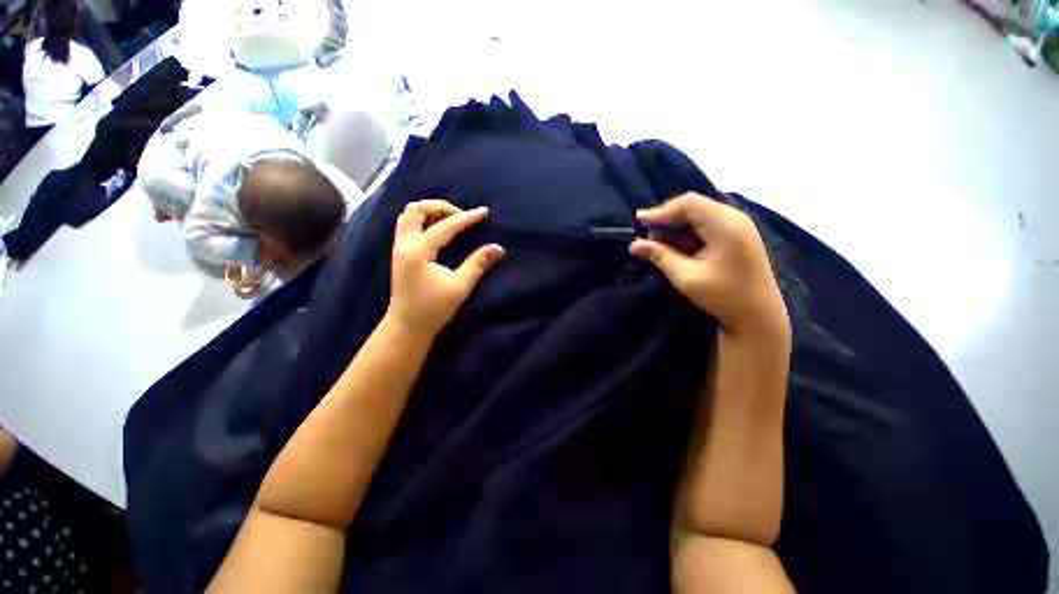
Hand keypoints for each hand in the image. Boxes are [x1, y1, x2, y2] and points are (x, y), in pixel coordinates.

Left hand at [388, 200, 504, 336]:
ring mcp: (398, 248)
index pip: (445, 226)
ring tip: (450, 219)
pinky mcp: (399, 254)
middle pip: (416, 210)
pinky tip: (436, 230)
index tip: (484, 212)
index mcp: (419, 252)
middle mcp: (404, 245)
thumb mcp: (460, 287)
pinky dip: (422, 220)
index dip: (466, 218)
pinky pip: (407, 225)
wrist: (407, 326)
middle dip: (440, 207)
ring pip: (408, 216)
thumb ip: (478, 264)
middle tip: (460, 215)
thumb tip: (498, 248)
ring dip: (429, 212)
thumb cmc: (433, 308)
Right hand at [630, 193, 788, 337]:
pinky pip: (708, 225)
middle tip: (646, 233)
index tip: (639, 223)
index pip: (689, 203)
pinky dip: (688, 232)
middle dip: (667, 218)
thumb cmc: (723, 297)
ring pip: (700, 215)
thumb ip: (660, 256)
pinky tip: (675, 245)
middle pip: (694, 206)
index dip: (661, 211)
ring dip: (676, 226)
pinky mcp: (738, 236)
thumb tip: (634, 245)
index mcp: (725, 224)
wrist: (759, 316)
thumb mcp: (686, 277)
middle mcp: (734, 218)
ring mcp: (739, 226)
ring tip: (656, 241)